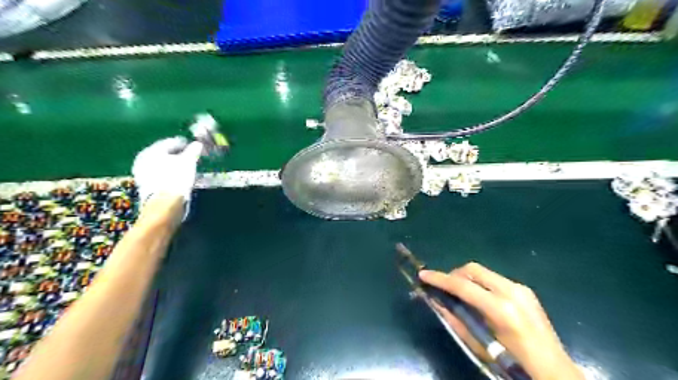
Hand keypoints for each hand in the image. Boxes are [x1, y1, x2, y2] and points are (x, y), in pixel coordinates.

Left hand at [133, 137, 203, 212]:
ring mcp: (143, 175)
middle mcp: (142, 161)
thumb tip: (198, 144)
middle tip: (191, 157)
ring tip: (188, 168)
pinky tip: (181, 178)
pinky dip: (171, 175)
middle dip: (178, 155)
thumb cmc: (176, 178)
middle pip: (164, 155)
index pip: (169, 143)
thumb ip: (193, 151)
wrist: (165, 204)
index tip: (193, 145)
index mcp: (150, 151)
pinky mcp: (147, 187)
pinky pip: (162, 176)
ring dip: (175, 166)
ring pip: (163, 166)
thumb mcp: (188, 161)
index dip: (182, 143)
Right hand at [420, 263, 582, 379]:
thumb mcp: (479, 344)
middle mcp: (511, 291)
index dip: (440, 279)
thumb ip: (455, 319)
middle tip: (443, 287)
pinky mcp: (524, 289)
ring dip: (466, 278)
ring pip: (482, 272)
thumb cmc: (512, 363)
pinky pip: (493, 279)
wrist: (553, 370)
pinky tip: (479, 299)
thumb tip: (435, 301)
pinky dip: (479, 283)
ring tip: (459, 294)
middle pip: (472, 269)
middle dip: (453, 275)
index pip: (462, 286)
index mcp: (501, 309)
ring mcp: (520, 288)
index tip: (423, 275)